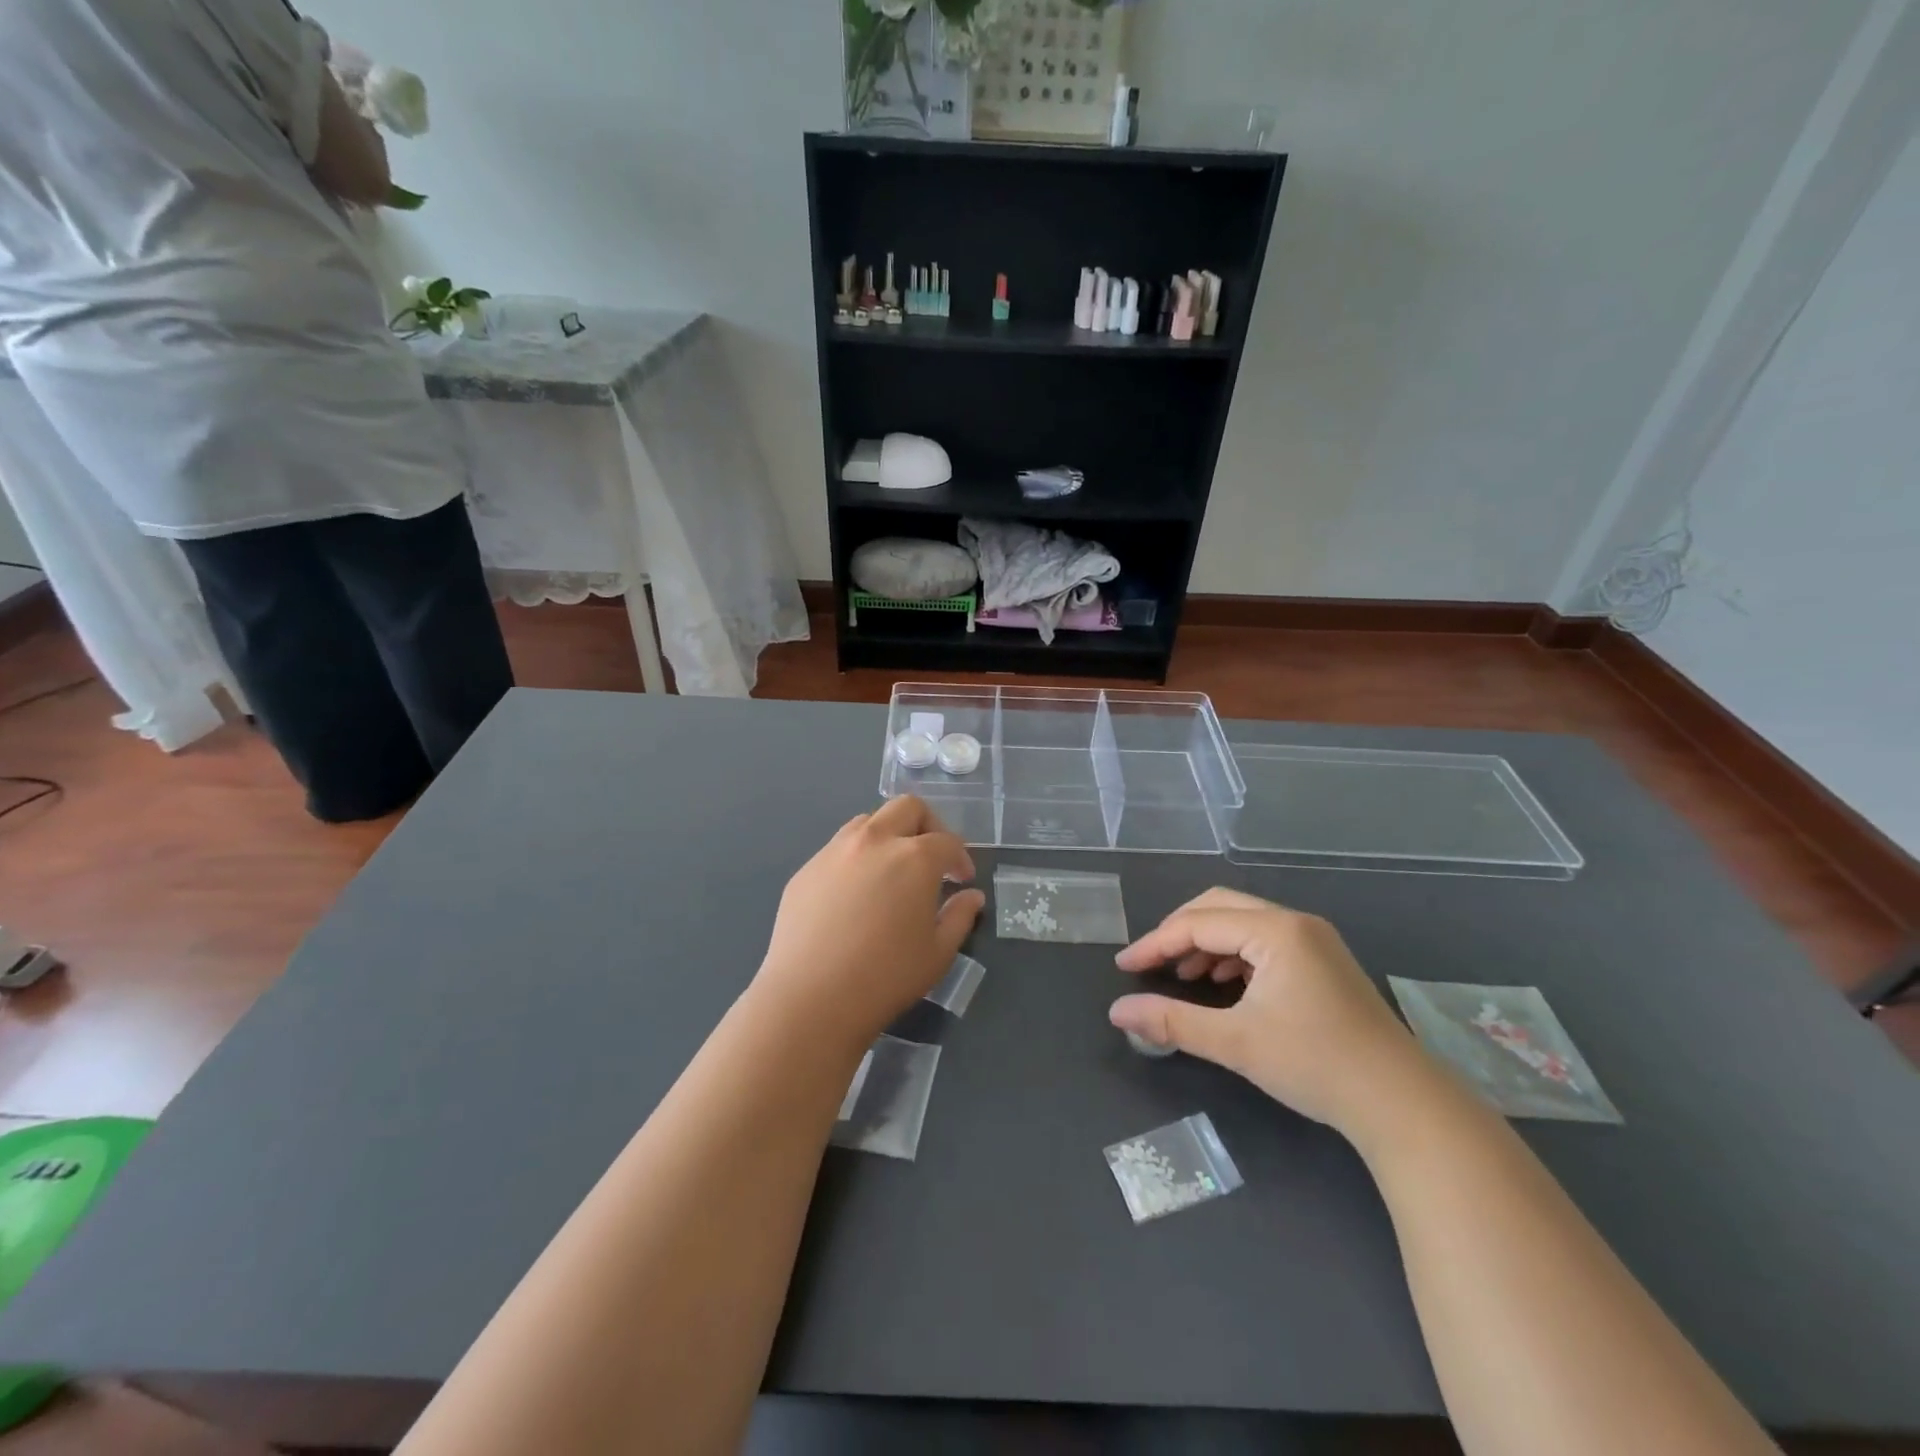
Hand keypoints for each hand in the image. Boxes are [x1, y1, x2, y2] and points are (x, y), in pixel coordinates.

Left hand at [755, 796, 984, 1044]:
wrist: (810, 998)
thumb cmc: (886, 977)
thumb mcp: (938, 952)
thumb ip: (960, 916)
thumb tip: (971, 896)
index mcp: (914, 857)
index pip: (947, 840)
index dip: (960, 858)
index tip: (962, 880)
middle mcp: (874, 841)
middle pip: (907, 808)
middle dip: (928, 825)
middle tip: (932, 859)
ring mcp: (835, 851)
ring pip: (868, 821)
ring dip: (889, 835)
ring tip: (892, 871)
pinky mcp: (806, 870)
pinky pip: (838, 848)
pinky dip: (857, 858)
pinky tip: (855, 895)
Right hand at [1110, 888, 1427, 1136]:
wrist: (1402, 1104)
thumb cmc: (1315, 1065)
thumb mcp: (1235, 1043)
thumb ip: (1172, 1022)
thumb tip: (1117, 1013)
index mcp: (1275, 930)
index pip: (1198, 923)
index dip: (1155, 944)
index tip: (1124, 968)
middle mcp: (1295, 923)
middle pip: (1219, 907)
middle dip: (1179, 933)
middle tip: (1151, 964)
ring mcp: (1314, 940)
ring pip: (1242, 923)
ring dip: (1206, 944)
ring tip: (1183, 978)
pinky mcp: (1324, 962)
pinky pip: (1264, 941)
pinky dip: (1233, 956)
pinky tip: (1223, 985)